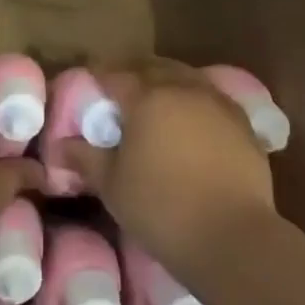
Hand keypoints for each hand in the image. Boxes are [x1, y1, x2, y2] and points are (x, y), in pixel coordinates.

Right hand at [54, 60, 275, 268]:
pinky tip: (192, 119)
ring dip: (167, 81)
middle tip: (120, 86)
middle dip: (134, 71)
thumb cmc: (161, 208)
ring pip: (187, 77)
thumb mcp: (112, 185)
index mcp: (147, 98)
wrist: (232, 237)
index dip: (99, 74)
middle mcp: (183, 90)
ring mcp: (218, 104)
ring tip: (156, 98)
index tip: (90, 78)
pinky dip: (196, 100)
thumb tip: (61, 145)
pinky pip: (213, 98)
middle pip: (154, 67)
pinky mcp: (244, 124)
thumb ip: (85, 158)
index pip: (115, 74)